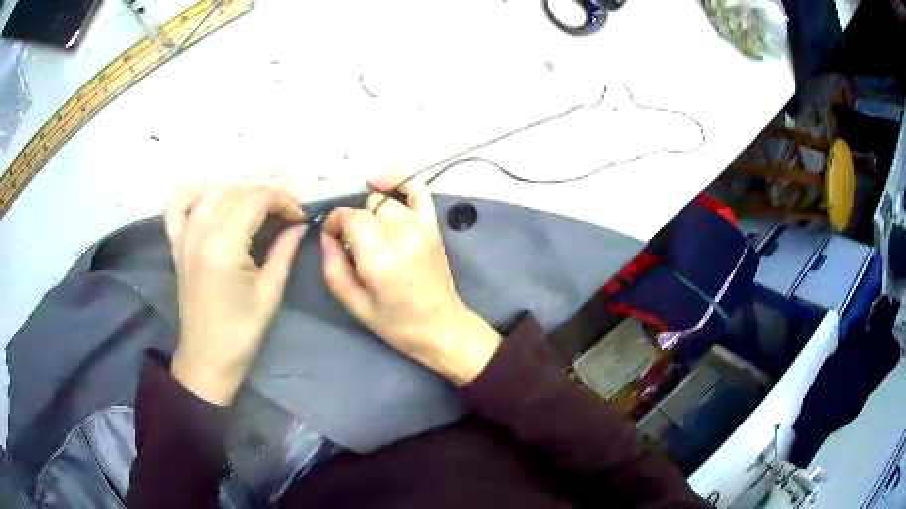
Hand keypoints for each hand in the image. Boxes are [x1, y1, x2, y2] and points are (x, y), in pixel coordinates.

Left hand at [164, 184, 306, 404]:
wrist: (207, 357)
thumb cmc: (241, 331)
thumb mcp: (270, 292)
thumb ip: (284, 251)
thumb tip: (300, 225)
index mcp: (224, 244)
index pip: (257, 199)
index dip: (284, 201)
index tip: (301, 216)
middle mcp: (200, 231)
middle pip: (237, 191)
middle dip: (266, 195)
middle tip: (285, 215)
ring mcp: (184, 235)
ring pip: (211, 190)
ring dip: (237, 190)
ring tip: (255, 206)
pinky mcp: (176, 244)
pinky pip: (177, 206)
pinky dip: (192, 194)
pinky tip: (208, 199)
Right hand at [321, 173, 500, 384]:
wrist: (440, 326)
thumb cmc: (394, 322)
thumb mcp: (353, 303)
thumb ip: (332, 265)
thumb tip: (326, 234)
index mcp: (381, 259)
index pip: (350, 218)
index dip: (334, 223)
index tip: (331, 237)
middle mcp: (404, 236)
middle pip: (365, 208)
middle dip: (351, 222)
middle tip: (352, 245)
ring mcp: (422, 226)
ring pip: (383, 200)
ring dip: (370, 212)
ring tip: (370, 233)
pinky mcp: (433, 224)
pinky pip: (417, 187)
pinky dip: (398, 180)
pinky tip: (380, 185)